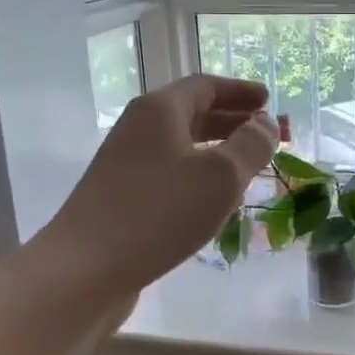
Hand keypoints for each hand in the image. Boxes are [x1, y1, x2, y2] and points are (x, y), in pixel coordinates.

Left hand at [39, 75, 278, 297]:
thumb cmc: (159, 212)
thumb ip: (250, 145)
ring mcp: (125, 164)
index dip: (240, 91)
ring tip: (246, 167)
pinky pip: (169, 173)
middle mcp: (139, 129)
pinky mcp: (121, 197)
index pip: (205, 86)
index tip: (269, 100)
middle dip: (232, 120)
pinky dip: (197, 175)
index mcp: (160, 110)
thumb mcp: (220, 176)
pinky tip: (213, 200)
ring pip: (180, 146)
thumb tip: (266, 123)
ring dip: (216, 150)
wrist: (84, 268)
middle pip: (192, 113)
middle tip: (266, 134)